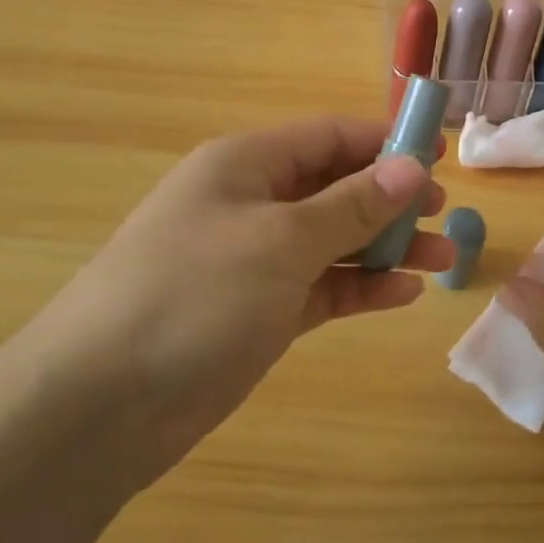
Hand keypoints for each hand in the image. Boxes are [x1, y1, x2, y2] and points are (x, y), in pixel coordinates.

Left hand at [42, 117, 456, 486]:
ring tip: (443, 259)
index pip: (328, 136)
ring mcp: (251, 260)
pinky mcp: (256, 311)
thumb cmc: (195, 295)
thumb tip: (410, 166)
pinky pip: (320, 287)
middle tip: (443, 214)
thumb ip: (350, 204)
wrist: (100, 406)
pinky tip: (403, 295)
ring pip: (332, 239)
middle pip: (334, 186)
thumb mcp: (281, 240)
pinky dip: (359, 287)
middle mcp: (249, 203)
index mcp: (246, 164)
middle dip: (390, 197)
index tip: (439, 154)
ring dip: (385, 246)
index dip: (384, 140)